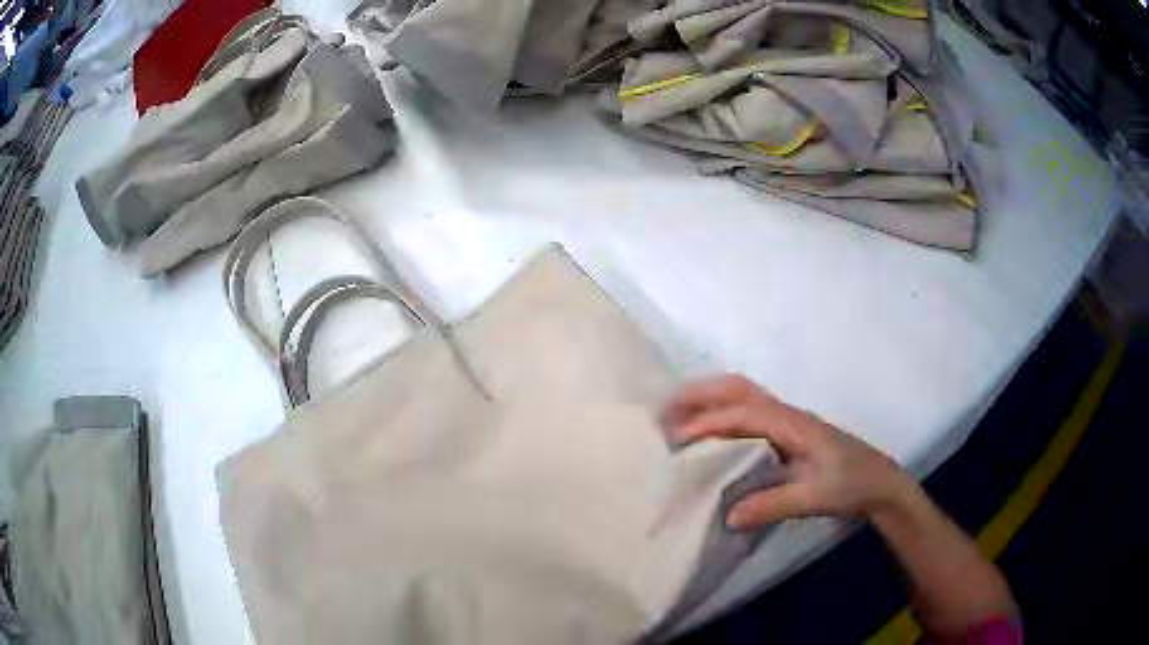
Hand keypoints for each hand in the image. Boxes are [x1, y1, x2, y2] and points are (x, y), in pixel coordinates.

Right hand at [662, 375, 912, 529]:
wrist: (878, 481)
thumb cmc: (850, 484)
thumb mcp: (814, 497)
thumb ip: (772, 504)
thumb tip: (727, 514)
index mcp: (791, 423)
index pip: (740, 415)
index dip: (707, 425)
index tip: (675, 442)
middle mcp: (785, 413)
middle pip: (737, 388)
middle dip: (699, 394)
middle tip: (662, 410)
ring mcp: (785, 420)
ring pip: (741, 396)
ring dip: (707, 400)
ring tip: (674, 418)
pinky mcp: (785, 432)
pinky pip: (746, 412)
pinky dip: (720, 413)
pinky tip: (707, 435)